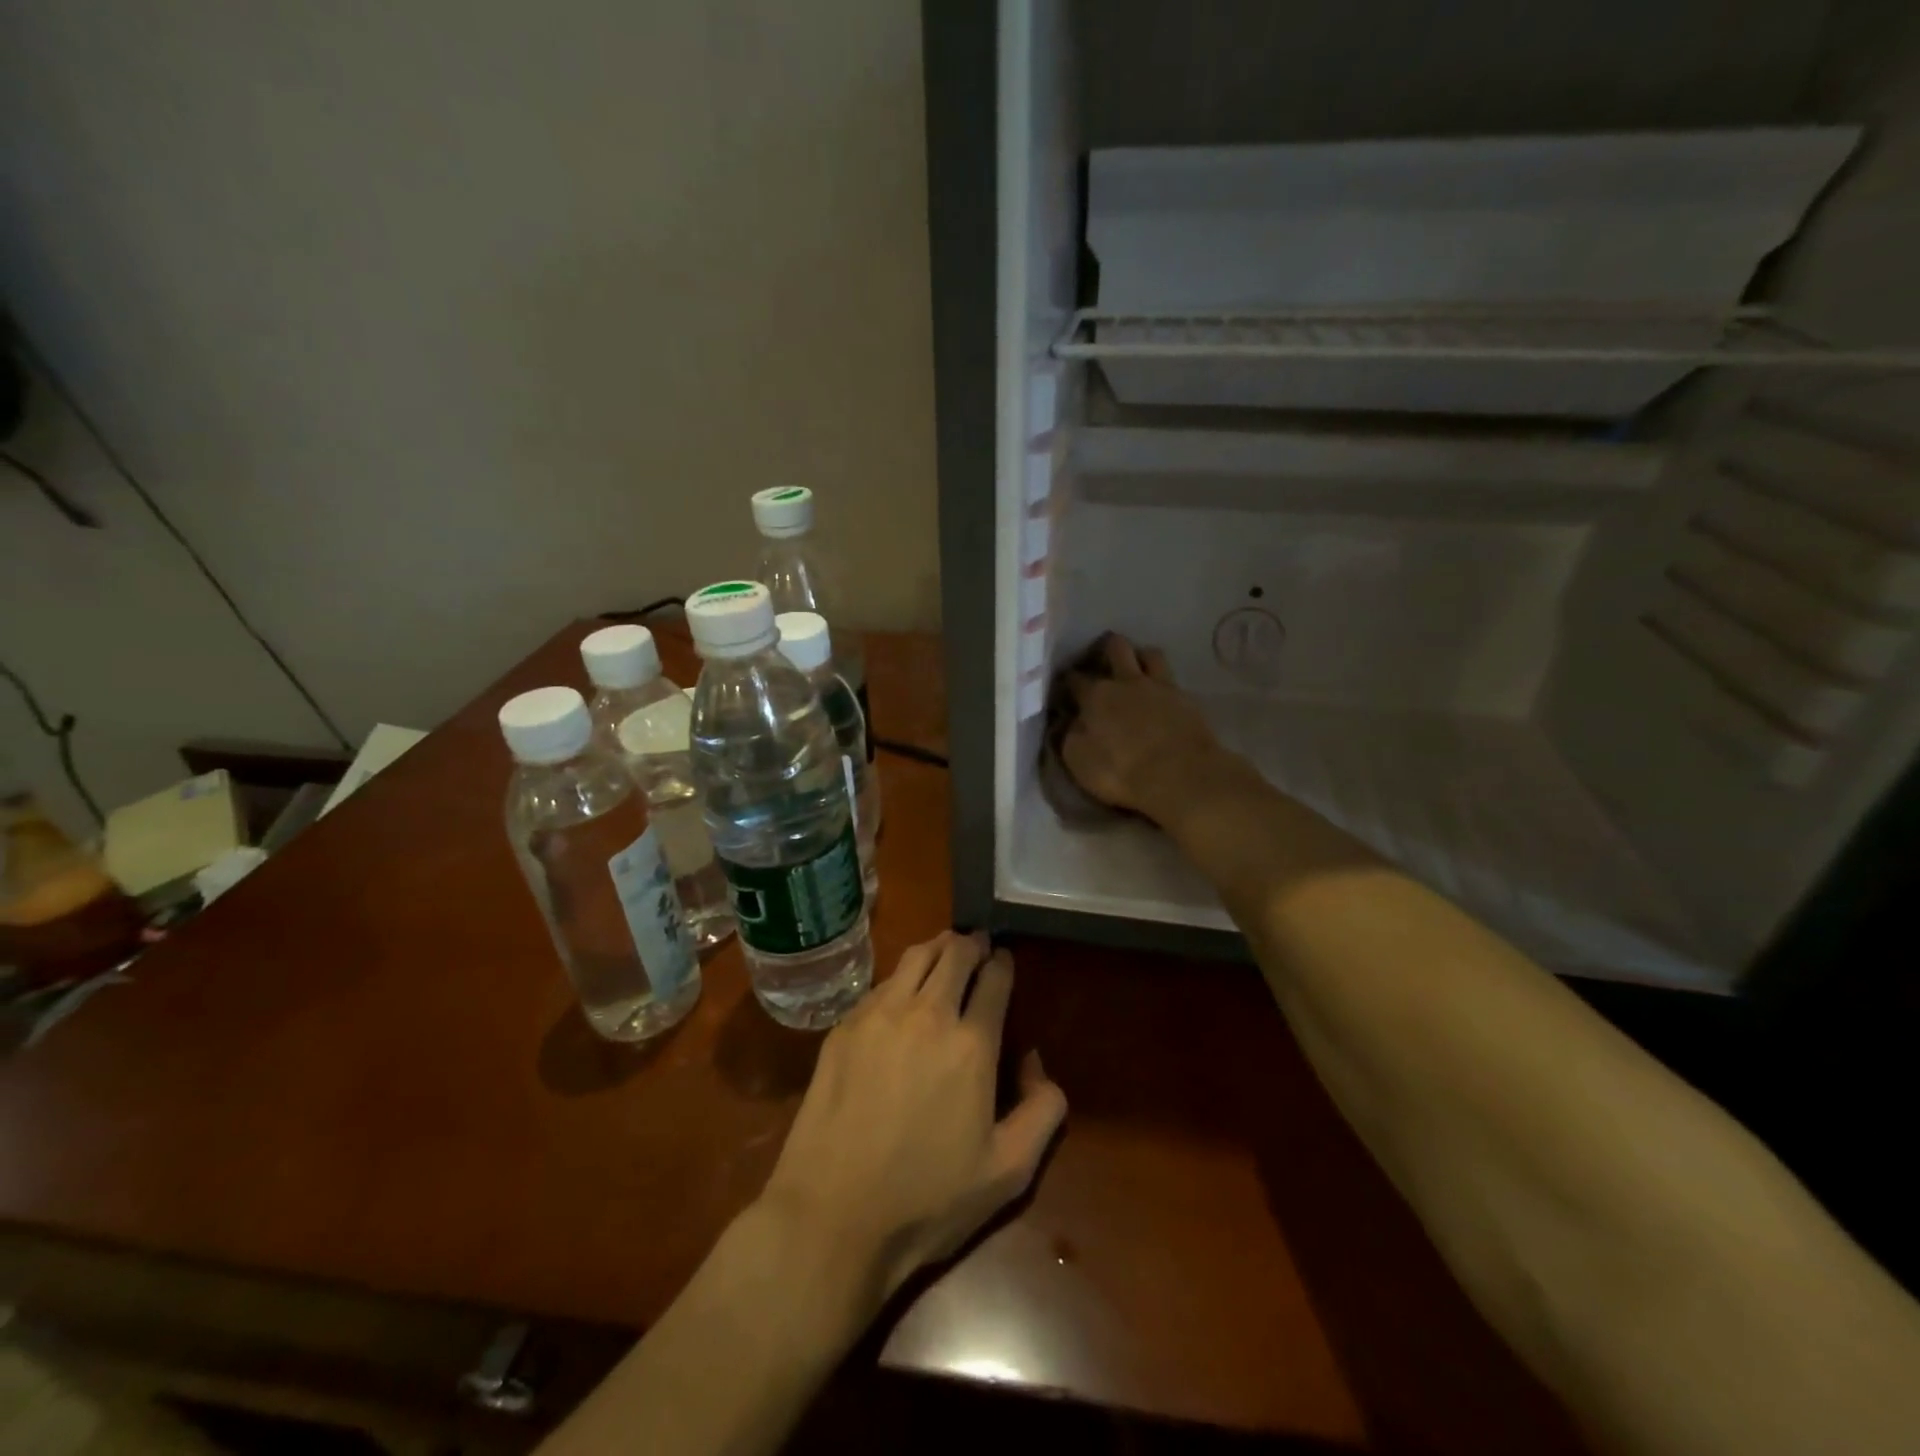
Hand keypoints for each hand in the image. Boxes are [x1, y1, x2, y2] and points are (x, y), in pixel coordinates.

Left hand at [759, 932, 1067, 1301]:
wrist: (833, 1216)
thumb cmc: (927, 1200)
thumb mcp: (1008, 1173)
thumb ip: (1042, 1111)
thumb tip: (1036, 1062)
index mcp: (972, 1043)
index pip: (994, 978)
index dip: (1003, 963)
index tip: (1005, 960)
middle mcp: (927, 1014)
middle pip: (955, 953)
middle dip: (972, 944)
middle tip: (979, 946)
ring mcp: (879, 1015)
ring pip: (915, 957)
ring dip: (937, 947)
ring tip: (945, 950)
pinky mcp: (844, 1027)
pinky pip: (881, 983)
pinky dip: (901, 976)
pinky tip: (901, 992)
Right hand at [1062, 634, 1235, 823]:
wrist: (1181, 777)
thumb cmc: (1121, 772)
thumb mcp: (1078, 760)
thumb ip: (1070, 735)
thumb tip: (1070, 722)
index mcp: (1096, 695)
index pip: (1074, 678)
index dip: (1066, 681)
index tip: (1064, 690)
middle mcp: (1127, 681)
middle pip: (1115, 647)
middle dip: (1105, 649)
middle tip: (1101, 664)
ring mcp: (1160, 687)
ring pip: (1149, 654)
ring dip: (1140, 658)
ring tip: (1136, 671)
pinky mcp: (1187, 700)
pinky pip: (1172, 680)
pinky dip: (1163, 684)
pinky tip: (1162, 696)